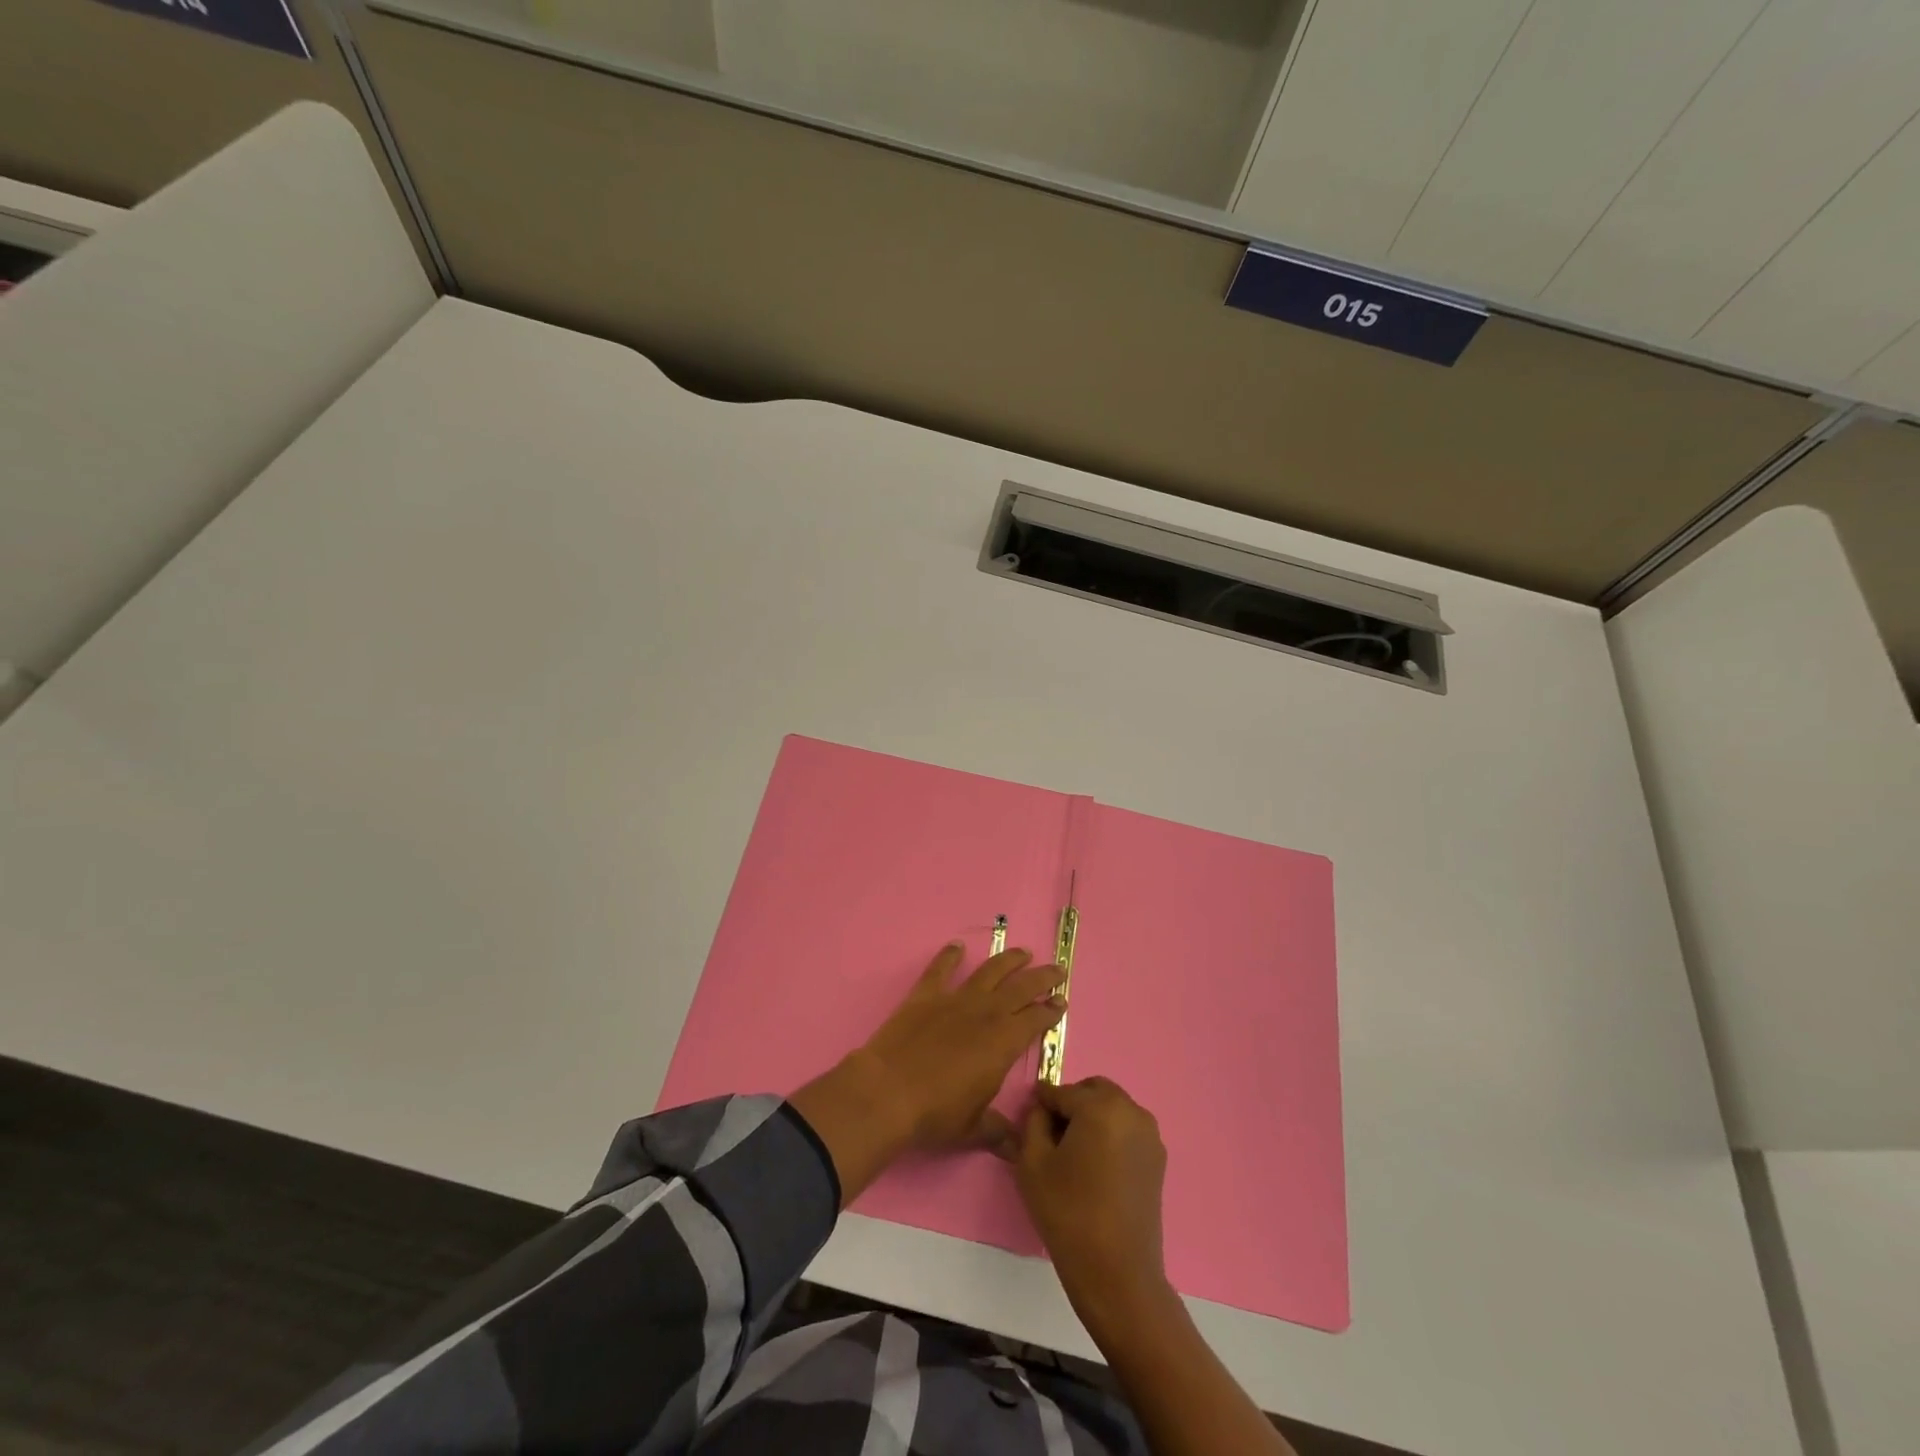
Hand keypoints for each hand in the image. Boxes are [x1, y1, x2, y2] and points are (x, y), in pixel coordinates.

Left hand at [790, 943, 1064, 1202]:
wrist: (888, 1092)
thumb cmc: (936, 1113)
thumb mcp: (974, 1129)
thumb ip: (999, 1132)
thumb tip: (1019, 1148)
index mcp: (1004, 1042)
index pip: (1036, 1019)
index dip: (1051, 1010)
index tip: (1061, 1002)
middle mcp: (986, 1013)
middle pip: (1021, 987)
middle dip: (1042, 978)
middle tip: (1057, 970)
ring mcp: (955, 999)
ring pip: (989, 971)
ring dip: (1008, 960)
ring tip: (1023, 952)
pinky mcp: (925, 995)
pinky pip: (941, 969)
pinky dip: (950, 955)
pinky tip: (957, 946)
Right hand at [1012, 1077, 1174, 1332]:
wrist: (1117, 1274)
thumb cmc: (1069, 1214)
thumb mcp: (1032, 1163)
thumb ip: (1032, 1122)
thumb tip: (1042, 1109)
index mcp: (1101, 1106)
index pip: (1061, 1092)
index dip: (1041, 1104)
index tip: (1028, 1120)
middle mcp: (1131, 1110)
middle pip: (1092, 1091)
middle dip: (1071, 1105)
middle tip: (1052, 1137)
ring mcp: (1150, 1134)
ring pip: (1111, 1108)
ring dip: (1092, 1118)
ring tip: (1074, 1155)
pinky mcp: (1158, 1159)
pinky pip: (1126, 1130)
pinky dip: (1109, 1135)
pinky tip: (1095, 1169)